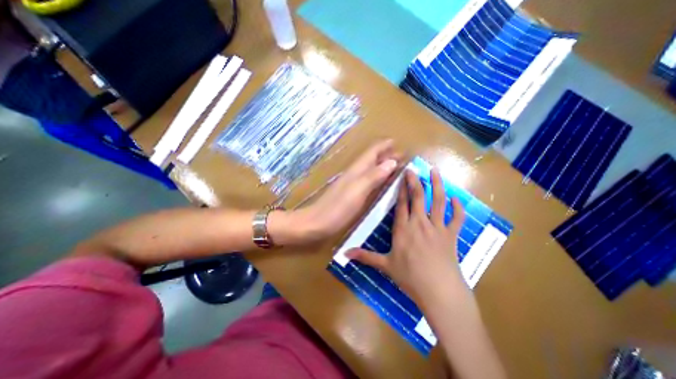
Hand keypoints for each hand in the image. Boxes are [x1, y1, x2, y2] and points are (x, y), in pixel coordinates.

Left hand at [292, 139, 396, 241]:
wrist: (317, 223)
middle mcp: (355, 174)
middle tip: (403, 156)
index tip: (397, 142)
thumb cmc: (337, 207)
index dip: (384, 146)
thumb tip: (392, 161)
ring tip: (397, 166)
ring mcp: (353, 184)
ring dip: (383, 166)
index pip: (372, 152)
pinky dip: (378, 178)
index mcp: (357, 170)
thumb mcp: (358, 190)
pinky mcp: (352, 194)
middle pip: (372, 160)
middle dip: (387, 155)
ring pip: (371, 170)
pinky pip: (369, 181)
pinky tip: (382, 182)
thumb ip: (374, 176)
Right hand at [346, 168, 467, 304]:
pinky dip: (457, 207)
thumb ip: (365, 256)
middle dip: (415, 181)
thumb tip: (344, 253)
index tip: (401, 176)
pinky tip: (455, 198)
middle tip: (414, 168)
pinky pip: (456, 218)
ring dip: (437, 185)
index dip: (401, 189)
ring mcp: (437, 228)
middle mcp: (420, 223)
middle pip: (418, 197)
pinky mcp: (451, 235)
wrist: (438, 291)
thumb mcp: (385, 265)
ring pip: (437, 201)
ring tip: (435, 171)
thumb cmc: (410, 277)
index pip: (401, 204)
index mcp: (403, 229)